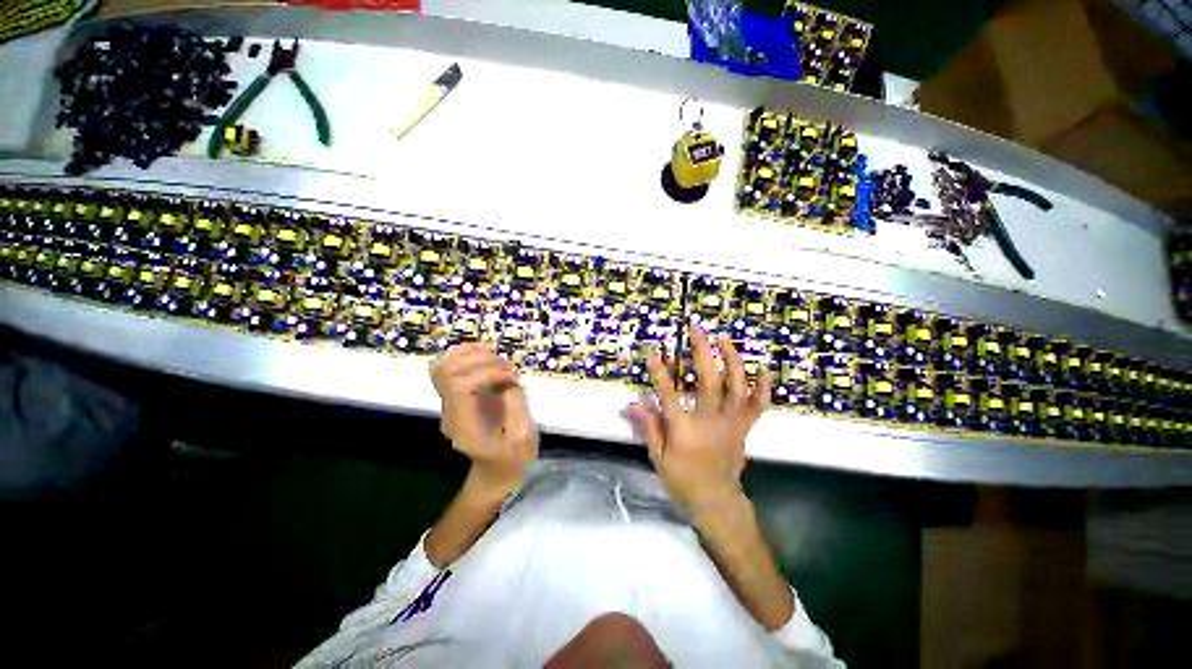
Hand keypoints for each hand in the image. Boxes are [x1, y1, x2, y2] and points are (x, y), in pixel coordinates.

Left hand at [430, 343, 537, 496]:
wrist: (496, 469)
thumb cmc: (513, 457)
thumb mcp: (524, 439)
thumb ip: (516, 408)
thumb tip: (509, 382)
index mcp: (465, 426)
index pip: (460, 387)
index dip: (487, 372)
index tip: (513, 375)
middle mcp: (450, 412)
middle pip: (447, 373)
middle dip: (482, 361)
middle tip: (510, 368)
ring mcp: (449, 403)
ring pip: (443, 366)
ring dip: (472, 355)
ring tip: (499, 361)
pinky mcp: (456, 395)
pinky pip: (450, 366)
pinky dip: (467, 354)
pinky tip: (489, 356)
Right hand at [629, 326, 770, 513]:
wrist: (717, 501)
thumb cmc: (683, 481)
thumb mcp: (658, 458)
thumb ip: (648, 428)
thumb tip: (632, 404)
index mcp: (685, 431)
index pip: (669, 394)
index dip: (660, 372)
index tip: (654, 351)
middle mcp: (710, 422)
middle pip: (708, 380)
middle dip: (702, 351)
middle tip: (697, 329)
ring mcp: (731, 423)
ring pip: (736, 386)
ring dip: (731, 359)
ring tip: (724, 338)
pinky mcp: (744, 427)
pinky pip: (759, 405)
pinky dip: (764, 387)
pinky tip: (763, 369)